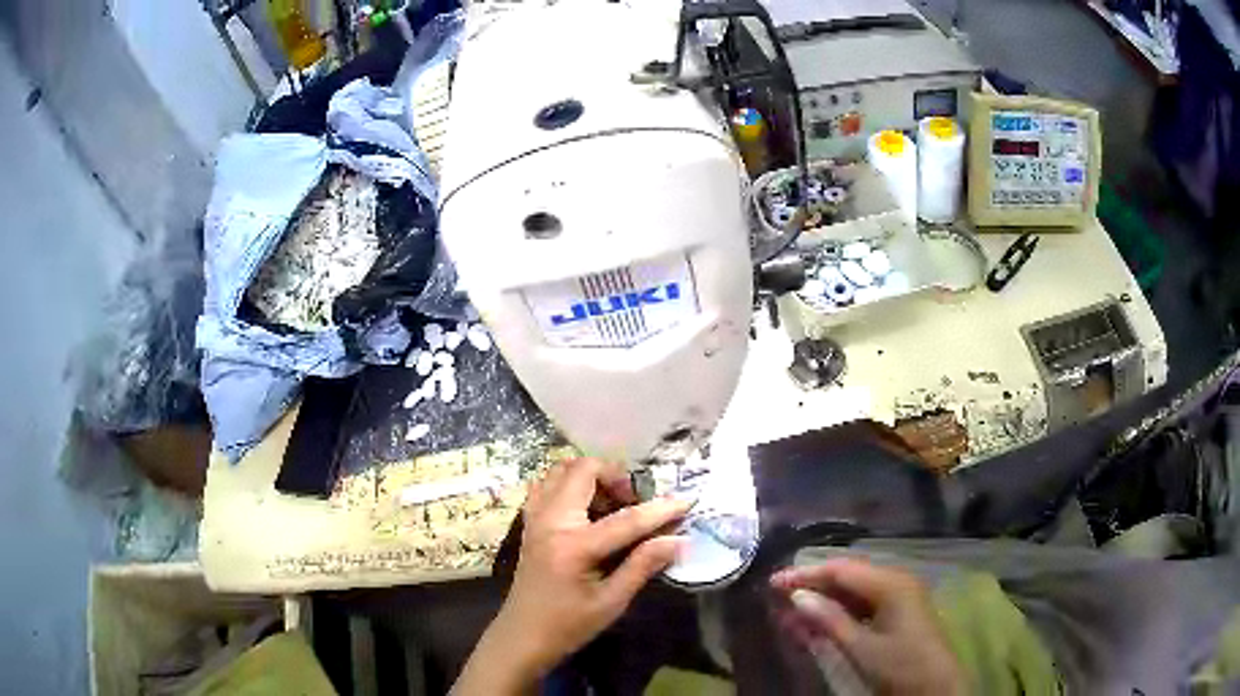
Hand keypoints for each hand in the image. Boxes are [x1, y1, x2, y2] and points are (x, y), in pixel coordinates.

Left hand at [452, 459, 690, 694]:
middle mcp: (551, 520)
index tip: (688, 501)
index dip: (661, 510)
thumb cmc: (569, 625)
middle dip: (617, 477)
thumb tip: (678, 539)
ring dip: (592, 477)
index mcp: (574, 546)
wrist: (522, 636)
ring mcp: (536, 517)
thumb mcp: (612, 602)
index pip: (626, 518)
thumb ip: (643, 565)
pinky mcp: (530, 521)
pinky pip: (548, 484)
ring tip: (612, 504)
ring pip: (563, 469)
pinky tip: (586, 508)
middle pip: (584, 470)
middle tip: (636, 502)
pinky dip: (570, 483)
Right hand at [771, 558, 965, 695]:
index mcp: (891, 582)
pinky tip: (817, 628)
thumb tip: (797, 597)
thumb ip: (829, 619)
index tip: (773, 582)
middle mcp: (896, 581)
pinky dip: (839, 616)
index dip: (805, 574)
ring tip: (791, 618)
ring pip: (853, 594)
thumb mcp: (861, 647)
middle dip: (812, 589)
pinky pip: (863, 607)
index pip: (841, 569)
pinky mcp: (899, 614)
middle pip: (847, 577)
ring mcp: (899, 597)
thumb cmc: (900, 665)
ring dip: (823, 605)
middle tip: (778, 601)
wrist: (935, 688)